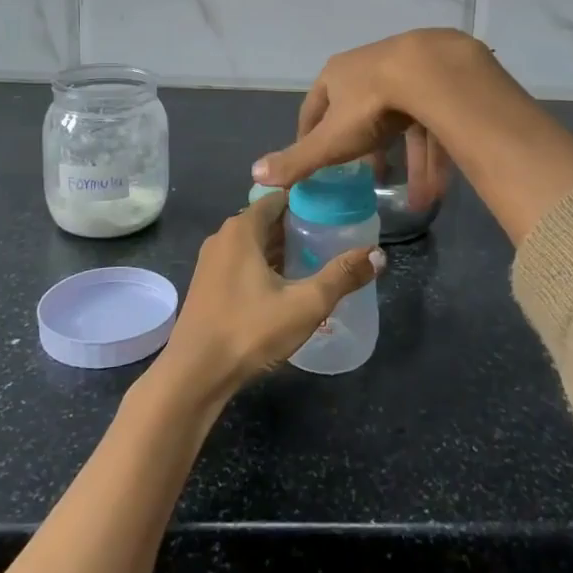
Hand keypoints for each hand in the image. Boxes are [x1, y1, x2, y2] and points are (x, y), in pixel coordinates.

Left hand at [153, 189, 382, 405]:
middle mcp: (224, 237)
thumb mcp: (304, 304)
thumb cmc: (248, 330)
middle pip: (268, 219)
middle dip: (299, 224)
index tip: (337, 204)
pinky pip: (243, 261)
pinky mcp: (209, 285)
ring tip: (318, 256)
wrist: (194, 375)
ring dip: (283, 247)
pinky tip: (289, 283)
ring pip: (255, 243)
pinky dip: (266, 264)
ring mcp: (213, 262)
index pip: (280, 197)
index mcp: (242, 229)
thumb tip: (379, 254)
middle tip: (335, 232)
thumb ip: (341, 276)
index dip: (308, 198)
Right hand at [251, 29, 481, 204]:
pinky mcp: (438, 85)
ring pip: (402, 126)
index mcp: (337, 75)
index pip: (315, 108)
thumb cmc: (370, 105)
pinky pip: (431, 127)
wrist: (433, 73)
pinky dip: (431, 159)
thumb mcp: (331, 140)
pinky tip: (436, 191)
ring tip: (414, 200)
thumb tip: (256, 174)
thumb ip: (298, 160)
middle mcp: (369, 68)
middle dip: (364, 151)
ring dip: (407, 165)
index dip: (311, 136)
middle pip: (361, 116)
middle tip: (365, 178)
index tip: (313, 160)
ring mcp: (406, 73)